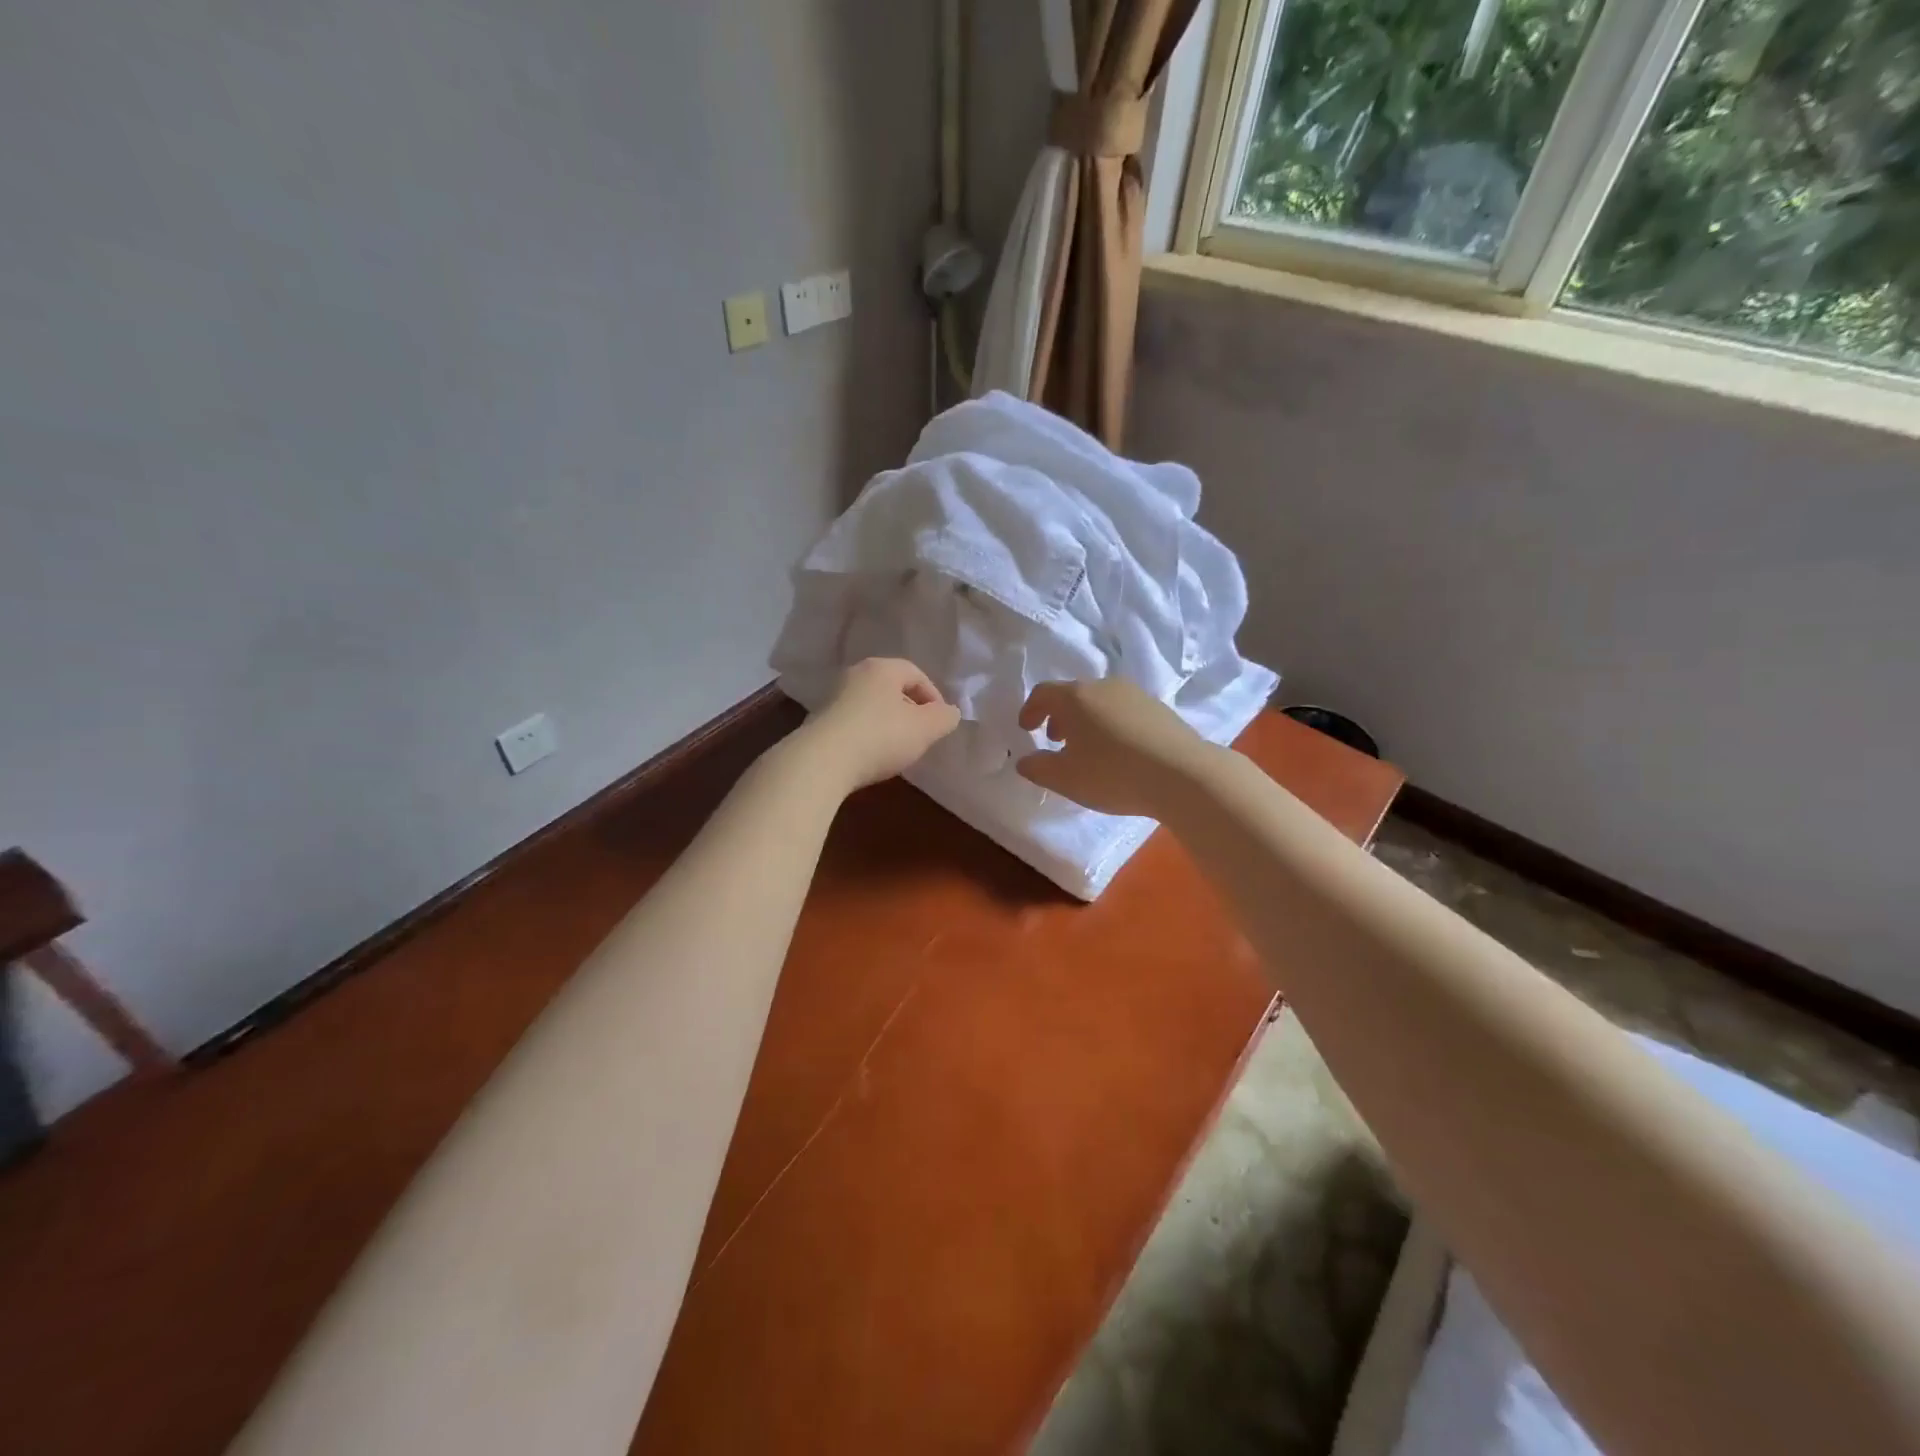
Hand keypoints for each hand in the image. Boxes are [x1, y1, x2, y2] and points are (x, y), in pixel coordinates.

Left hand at [798, 658, 961, 792]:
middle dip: (910, 710)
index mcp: (881, 668)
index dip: (933, 697)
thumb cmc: (880, 737)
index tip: (940, 723)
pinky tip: (870, 756)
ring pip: (870, 705)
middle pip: (891, 688)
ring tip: (897, 748)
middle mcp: (854, 675)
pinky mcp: (818, 722)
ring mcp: (832, 697)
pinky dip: (866, 734)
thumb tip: (950, 712)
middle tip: (921, 734)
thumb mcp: (925, 729)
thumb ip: (944, 718)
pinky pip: (852, 722)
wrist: (820, 762)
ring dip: (887, 723)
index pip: (916, 673)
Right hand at [1016, 677, 1210, 817]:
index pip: (1043, 693)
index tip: (1026, 729)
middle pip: (1073, 695)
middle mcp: (1104, 686)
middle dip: (1059, 716)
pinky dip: (1111, 724)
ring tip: (1088, 748)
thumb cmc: (1113, 774)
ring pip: (1100, 701)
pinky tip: (1119, 751)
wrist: (1183, 774)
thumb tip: (1025, 761)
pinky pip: (1123, 710)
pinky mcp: (1159, 708)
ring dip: (1087, 721)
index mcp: (1076, 697)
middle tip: (1056, 741)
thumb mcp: (1065, 779)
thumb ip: (1038, 768)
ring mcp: (1135, 694)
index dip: (1030, 710)